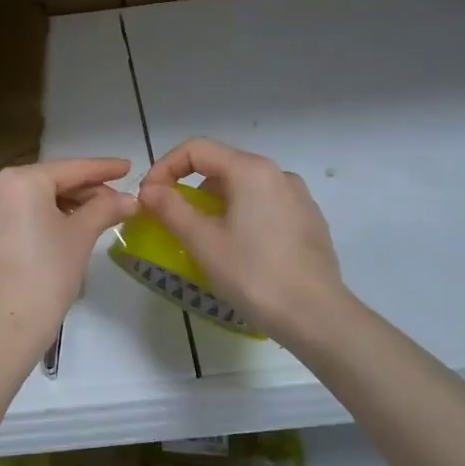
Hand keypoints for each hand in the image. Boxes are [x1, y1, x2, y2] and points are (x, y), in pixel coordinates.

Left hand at [0, 158, 137, 364]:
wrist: (2, 328)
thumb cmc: (46, 276)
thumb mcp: (80, 237)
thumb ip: (105, 209)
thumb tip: (130, 199)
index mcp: (20, 180)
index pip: (71, 168)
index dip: (103, 168)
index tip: (128, 167)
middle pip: (49, 181)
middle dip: (84, 190)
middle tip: (117, 200)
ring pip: (32, 198)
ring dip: (64, 204)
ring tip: (95, 216)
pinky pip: (16, 214)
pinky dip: (41, 216)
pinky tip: (64, 228)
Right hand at [138, 138, 355, 353]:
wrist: (316, 315)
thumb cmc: (253, 274)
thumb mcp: (202, 242)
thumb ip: (170, 208)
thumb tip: (149, 189)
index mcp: (251, 170)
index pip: (196, 149)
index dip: (164, 167)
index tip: (148, 197)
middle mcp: (278, 173)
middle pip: (221, 166)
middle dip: (188, 188)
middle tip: (169, 219)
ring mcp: (298, 197)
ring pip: (243, 188)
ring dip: (215, 204)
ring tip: (202, 238)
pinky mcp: (309, 220)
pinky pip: (264, 206)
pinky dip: (241, 216)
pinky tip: (239, 250)